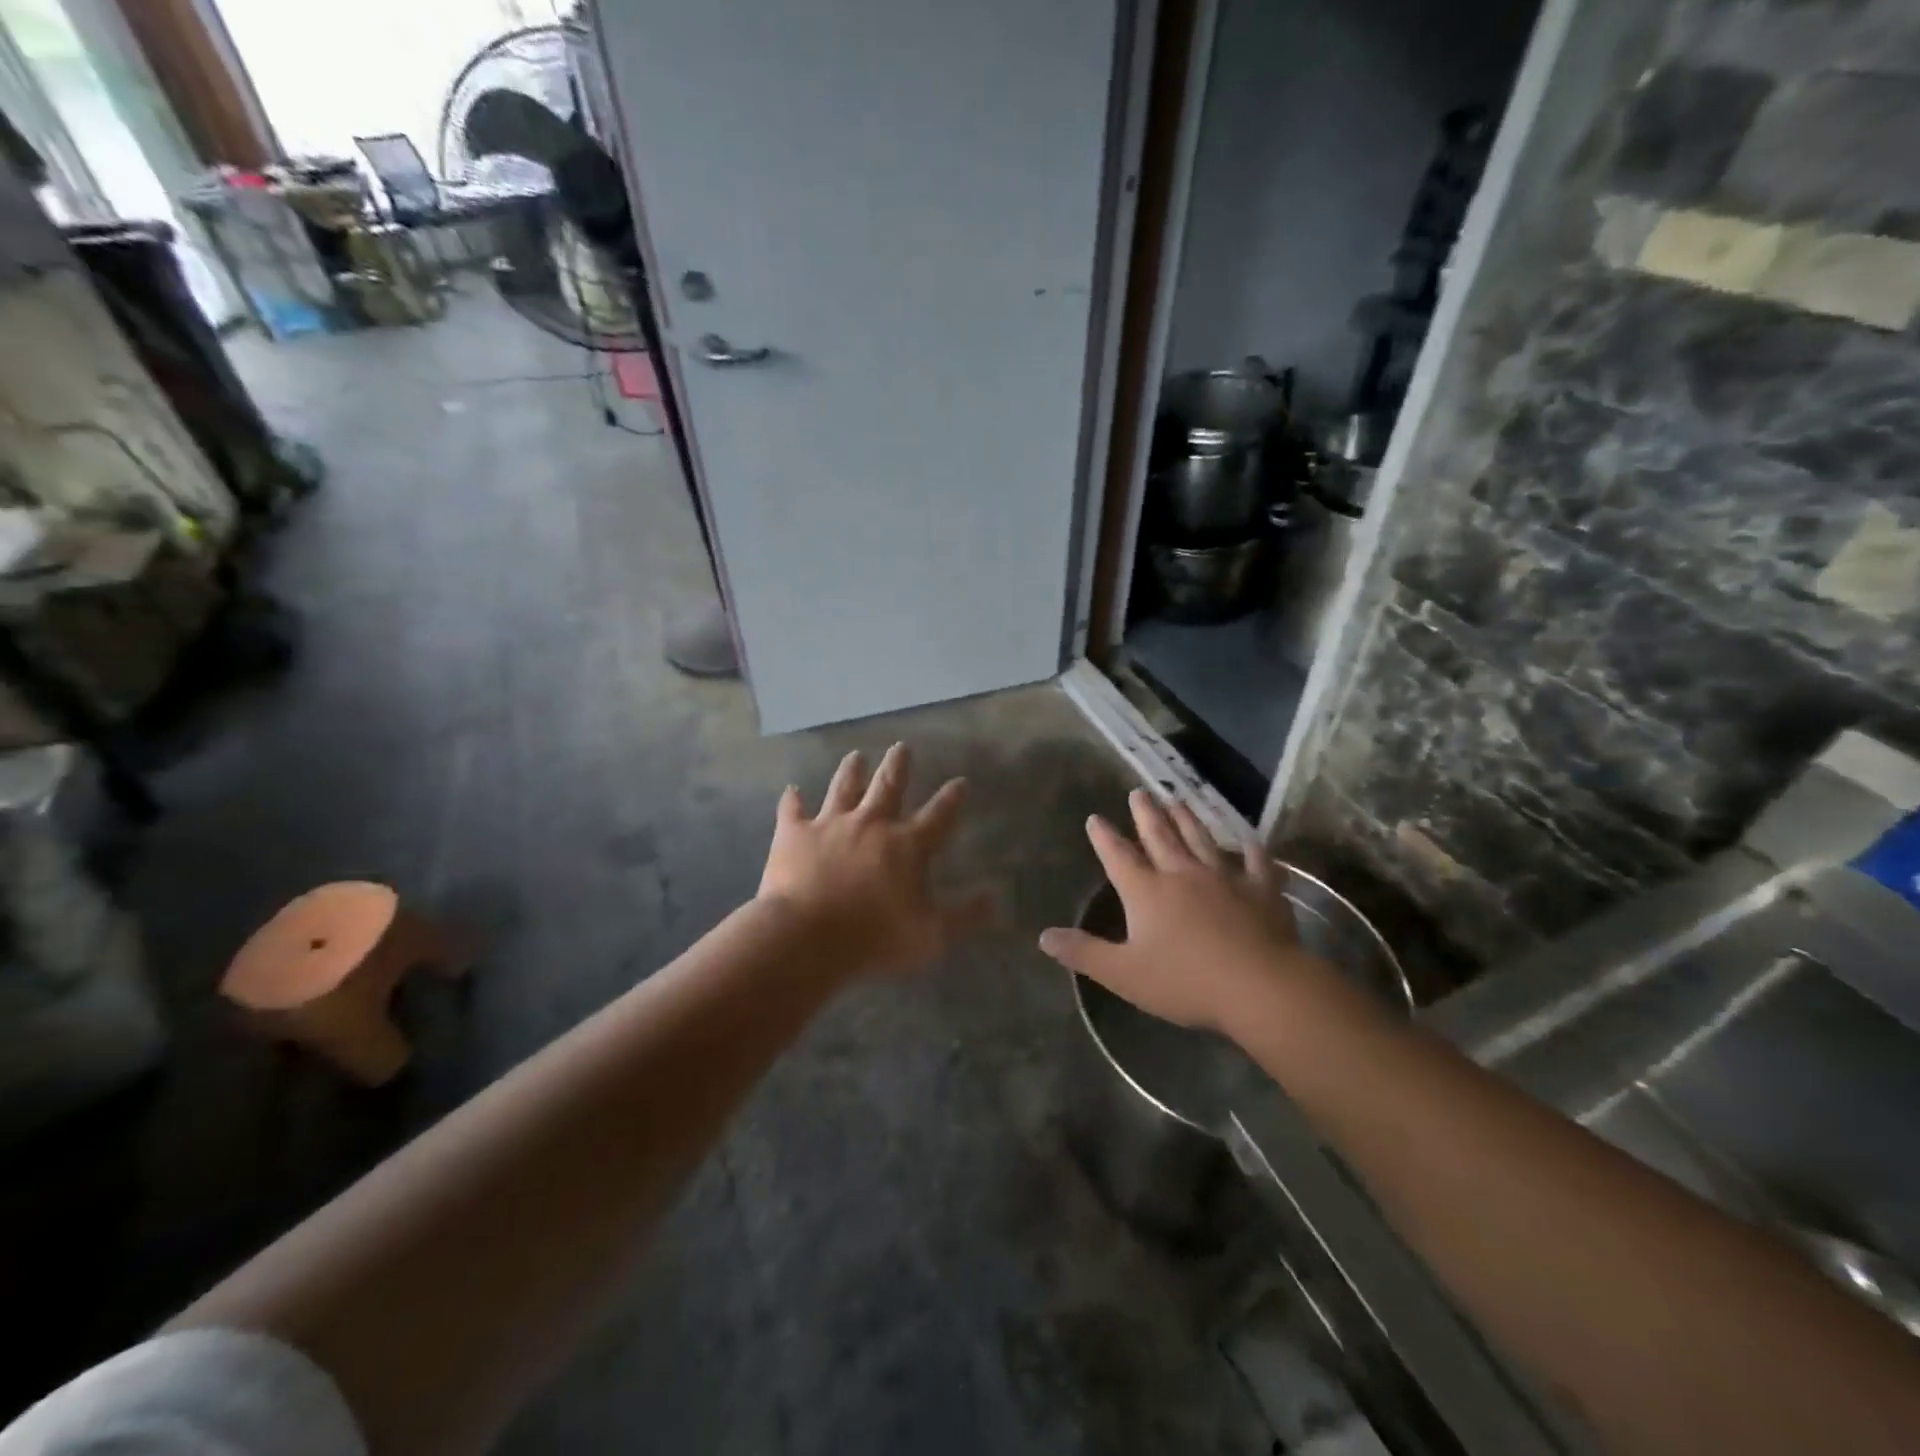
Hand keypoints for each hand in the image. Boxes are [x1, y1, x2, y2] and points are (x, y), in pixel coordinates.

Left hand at [758, 743, 993, 979]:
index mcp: (907, 845)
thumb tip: (994, 898)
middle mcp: (871, 824)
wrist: (806, 937)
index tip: (961, 782)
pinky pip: (792, 811)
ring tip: (856, 756)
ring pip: (843, 788)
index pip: (938, 815)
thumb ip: (964, 917)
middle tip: (901, 746)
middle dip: (898, 765)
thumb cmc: (874, 938)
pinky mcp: (794, 835)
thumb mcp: (931, 936)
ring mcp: (830, 825)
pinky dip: (792, 800)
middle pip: (888, 786)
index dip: (952, 798)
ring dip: (851, 771)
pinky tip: (791, 790)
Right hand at [1038, 790, 1327, 1034]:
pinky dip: (1251, 850)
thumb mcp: (1124, 974)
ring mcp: (1224, 878)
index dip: (1104, 837)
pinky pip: (1256, 863)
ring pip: (1201, 839)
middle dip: (1146, 814)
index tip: (1095, 818)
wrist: (1258, 986)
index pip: (1118, 856)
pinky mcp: (1261, 890)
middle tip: (1139, 791)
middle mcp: (1182, 874)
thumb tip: (1044, 936)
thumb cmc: (1185, 981)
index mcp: (1146, 891)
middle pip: (1160, 836)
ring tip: (1178, 800)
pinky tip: (1249, 840)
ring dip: (1188, 819)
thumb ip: (1084, 953)